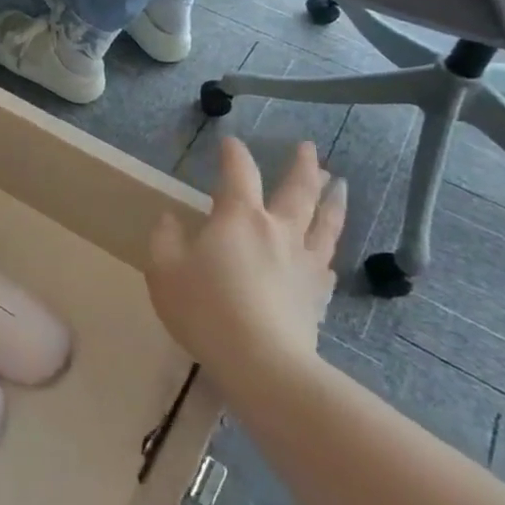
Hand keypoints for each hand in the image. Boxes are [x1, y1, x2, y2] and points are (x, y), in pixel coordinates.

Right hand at [144, 138, 346, 394]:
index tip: (230, 142)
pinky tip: (327, 253)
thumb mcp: (164, 270)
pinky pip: (326, 264)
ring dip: (332, 199)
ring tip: (339, 183)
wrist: (262, 362)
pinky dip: (327, 250)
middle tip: (308, 148)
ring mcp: (304, 262)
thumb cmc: (205, 309)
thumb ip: (165, 239)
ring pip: (325, 222)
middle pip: (298, 190)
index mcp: (239, 217)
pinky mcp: (317, 294)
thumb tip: (170, 219)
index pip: (238, 172)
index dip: (234, 153)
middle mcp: (278, 230)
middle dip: (302, 165)